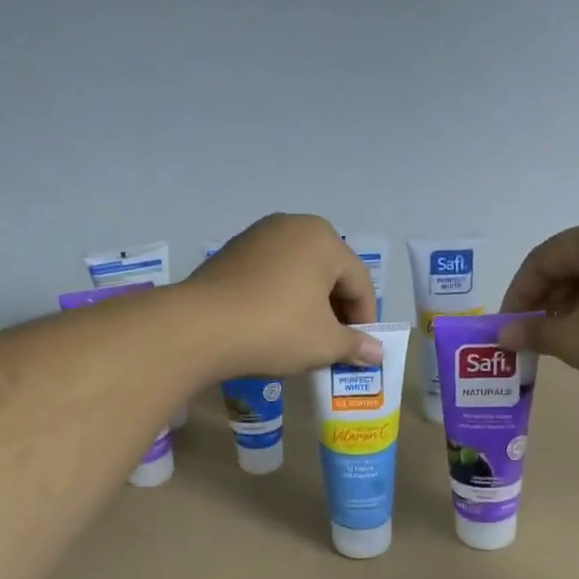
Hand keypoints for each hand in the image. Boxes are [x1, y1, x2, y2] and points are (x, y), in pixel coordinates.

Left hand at [184, 214, 382, 378]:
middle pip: (329, 272)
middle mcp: (292, 226)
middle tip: (334, 345)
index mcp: (323, 239)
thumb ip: (355, 345)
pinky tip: (273, 326)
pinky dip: (280, 298)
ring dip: (308, 304)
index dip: (364, 319)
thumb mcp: (323, 343)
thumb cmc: (275, 329)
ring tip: (304, 338)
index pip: (359, 282)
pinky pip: (269, 275)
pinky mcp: (230, 253)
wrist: (199, 328)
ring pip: (298, 273)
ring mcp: (257, 236)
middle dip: (336, 310)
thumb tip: (378, 352)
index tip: (359, 350)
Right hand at [498, 211, 578, 400]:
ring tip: (564, 335)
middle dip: (547, 298)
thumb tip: (504, 334)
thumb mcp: (574, 339)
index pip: (542, 260)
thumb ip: (534, 332)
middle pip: (572, 261)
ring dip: (574, 302)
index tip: (509, 326)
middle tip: (534, 331)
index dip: (518, 294)